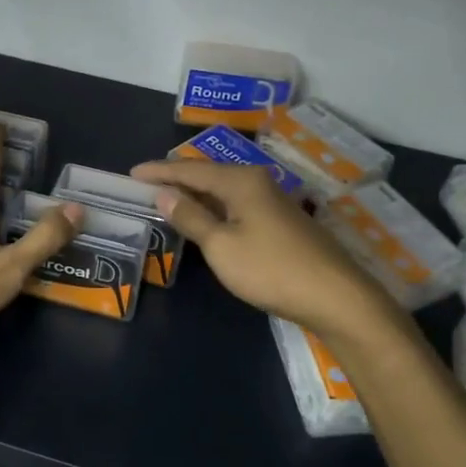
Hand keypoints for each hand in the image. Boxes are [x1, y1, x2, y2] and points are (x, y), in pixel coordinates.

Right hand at [131, 158, 396, 337]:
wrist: (334, 296)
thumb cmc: (270, 269)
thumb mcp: (221, 246)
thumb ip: (191, 218)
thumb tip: (164, 193)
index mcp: (240, 181)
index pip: (190, 170)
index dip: (159, 172)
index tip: (131, 173)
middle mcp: (257, 181)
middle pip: (208, 175)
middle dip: (176, 178)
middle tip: (145, 183)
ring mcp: (273, 201)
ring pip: (224, 190)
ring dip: (196, 194)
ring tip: (168, 198)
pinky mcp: (281, 221)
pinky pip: (237, 204)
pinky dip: (214, 207)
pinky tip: (206, 218)